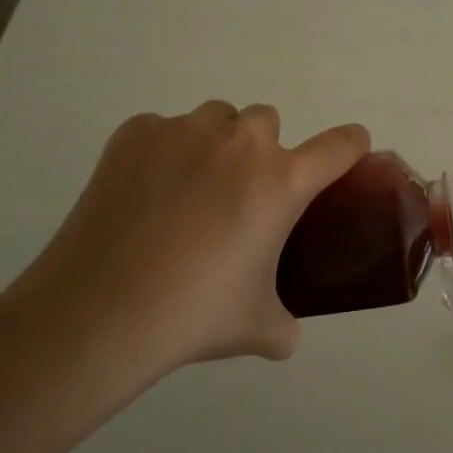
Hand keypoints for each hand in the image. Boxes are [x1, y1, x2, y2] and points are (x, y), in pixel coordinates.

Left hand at [1, 101, 368, 372]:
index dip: (351, 144)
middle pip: (267, 121)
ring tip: (188, 191)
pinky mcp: (136, 133)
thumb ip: (283, 324)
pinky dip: (162, 153)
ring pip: (215, 119)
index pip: (339, 146)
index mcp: (282, 182)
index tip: (349, 150)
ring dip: (214, 144)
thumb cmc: (194, 313)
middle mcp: (241, 143)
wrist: (101, 309)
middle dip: (261, 150)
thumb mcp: (257, 326)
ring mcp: (185, 131)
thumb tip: (284, 333)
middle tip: (240, 195)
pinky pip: (163, 131)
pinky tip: (143, 195)